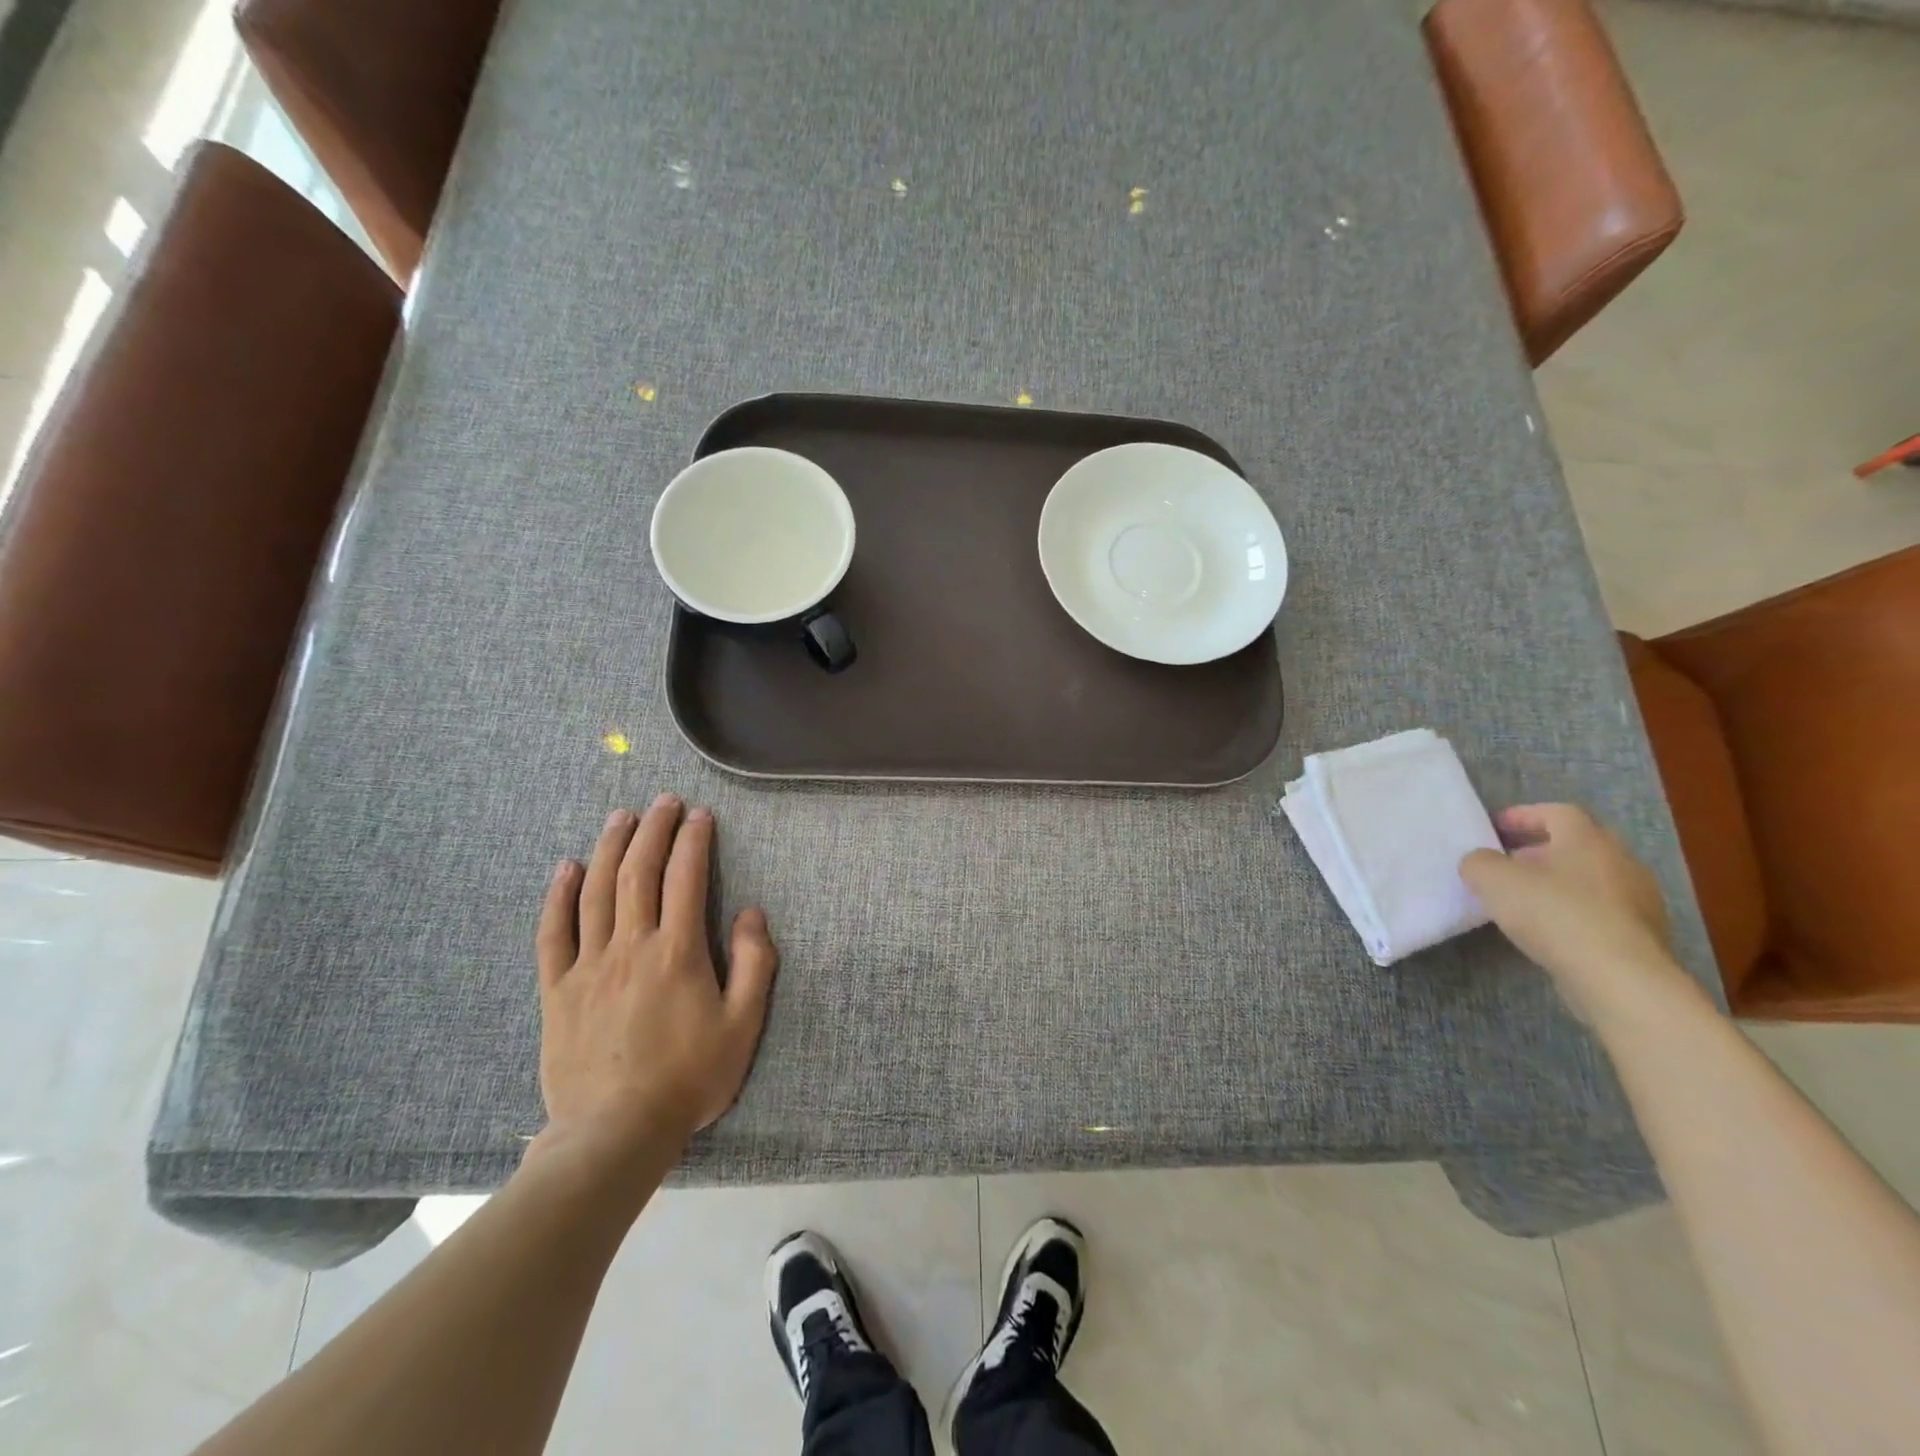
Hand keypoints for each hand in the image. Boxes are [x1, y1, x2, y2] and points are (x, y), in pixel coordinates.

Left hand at [532, 795, 777, 1162]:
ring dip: (610, 848)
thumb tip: (751, 913)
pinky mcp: (557, 990)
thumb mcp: (742, 1026)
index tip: (699, 815)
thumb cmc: (688, 1078)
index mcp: (677, 952)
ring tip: (621, 817)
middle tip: (662, 802)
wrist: (614, 1134)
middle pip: (638, 873)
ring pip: (596, 892)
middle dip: (652, 830)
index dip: (693, 841)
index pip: (685, 879)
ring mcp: (588, 966)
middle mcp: (630, 947)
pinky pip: (553, 934)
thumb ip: (754, 965)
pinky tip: (566, 868)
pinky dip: (558, 896)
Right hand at [1460, 803, 1687, 1021]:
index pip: (1556, 812)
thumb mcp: (1493, 880)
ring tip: (1524, 901)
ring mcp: (1639, 900)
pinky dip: (1575, 912)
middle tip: (1508, 863)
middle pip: (1577, 845)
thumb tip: (1480, 862)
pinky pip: (1602, 911)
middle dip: (1540, 851)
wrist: (1620, 978)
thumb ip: (1478, 862)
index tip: (1494, 828)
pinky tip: (1551, 930)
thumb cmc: (1554, 913)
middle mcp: (1620, 861)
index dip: (1523, 816)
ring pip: (1591, 879)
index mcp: (1587, 839)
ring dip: (1558, 883)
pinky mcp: (1643, 935)